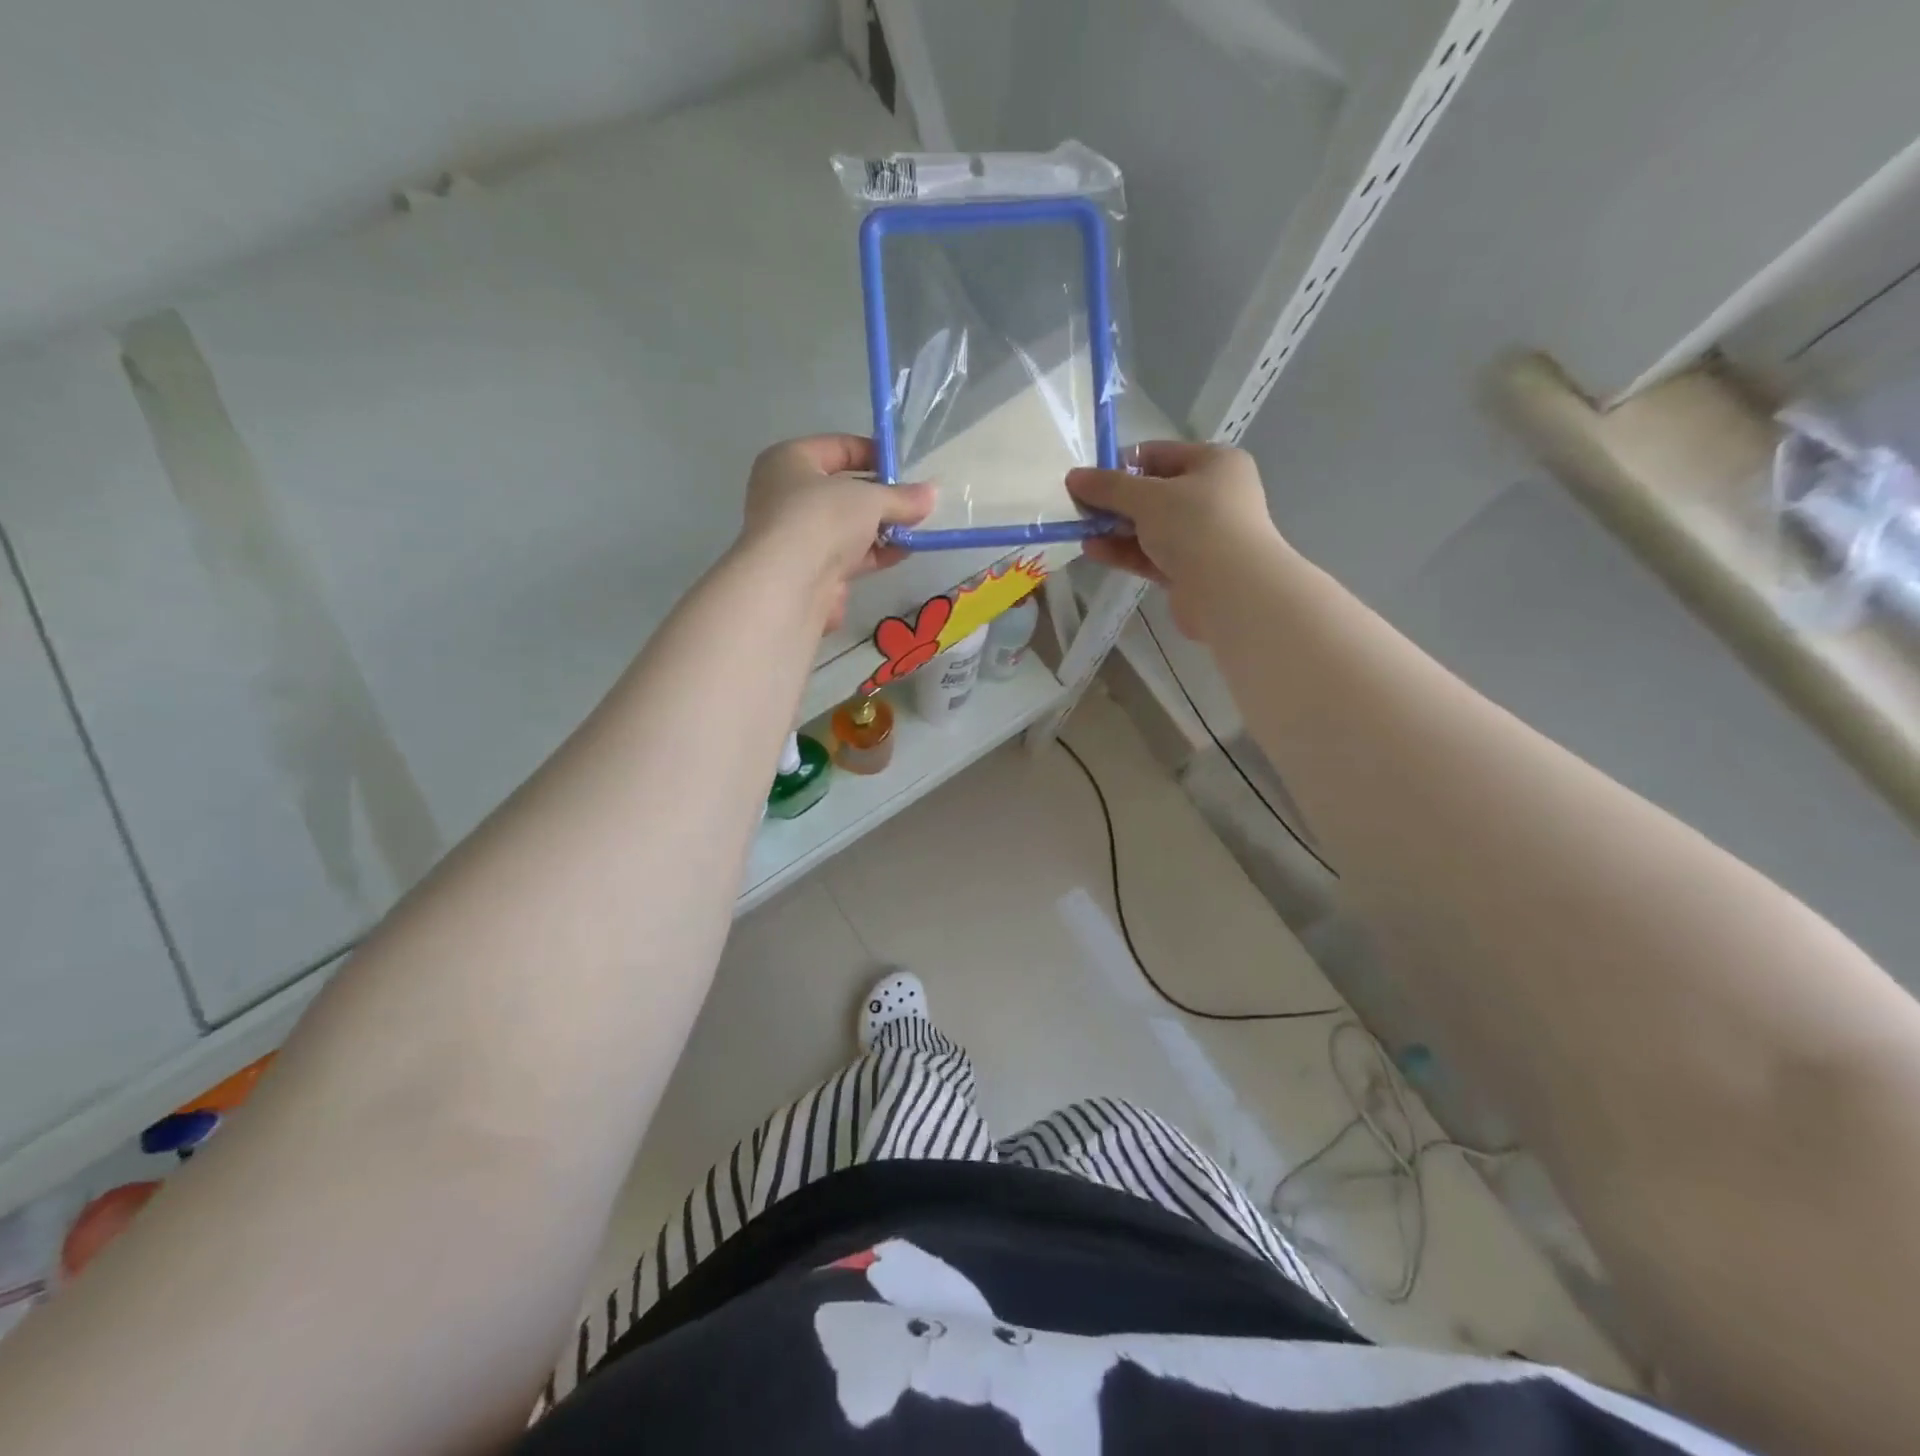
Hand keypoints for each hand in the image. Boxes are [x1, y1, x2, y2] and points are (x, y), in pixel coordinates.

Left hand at [739, 435, 935, 630]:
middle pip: (843, 490)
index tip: (906, 467)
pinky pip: (847, 555)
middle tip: (915, 502)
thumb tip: (932, 494)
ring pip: (847, 526)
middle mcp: (786, 496)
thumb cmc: (823, 518)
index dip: (874, 454)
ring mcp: (797, 536)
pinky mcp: (810, 570)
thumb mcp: (870, 498)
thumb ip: (902, 497)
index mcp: (788, 461)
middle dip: (881, 497)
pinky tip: (902, 553)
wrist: (791, 584)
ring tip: (917, 528)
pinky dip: (873, 554)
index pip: (838, 448)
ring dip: (881, 528)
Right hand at [1066, 441, 1285, 638]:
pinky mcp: (1190, 570)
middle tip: (1079, 507)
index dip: (1122, 464)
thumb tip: (1074, 476)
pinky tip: (1093, 551)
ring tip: (1080, 531)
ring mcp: (1203, 536)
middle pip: (1154, 493)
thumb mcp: (1147, 497)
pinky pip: (1151, 555)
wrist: (1231, 591)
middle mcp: (1213, 495)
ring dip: (1116, 529)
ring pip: (1151, 527)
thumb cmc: (1196, 525)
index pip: (1160, 454)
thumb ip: (1109, 487)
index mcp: (1214, 463)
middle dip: (1115, 501)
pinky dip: (1124, 552)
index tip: (1089, 479)